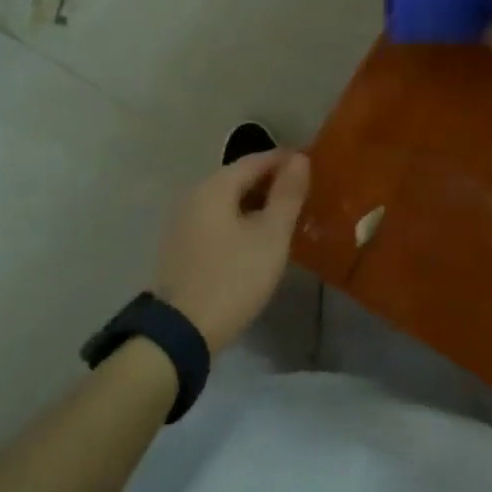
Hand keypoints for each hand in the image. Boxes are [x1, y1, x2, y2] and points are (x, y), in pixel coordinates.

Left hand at [155, 150, 309, 350]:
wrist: (181, 331)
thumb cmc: (233, 278)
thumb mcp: (271, 236)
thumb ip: (287, 195)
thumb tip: (299, 160)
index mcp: (214, 187)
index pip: (255, 160)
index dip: (284, 160)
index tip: (310, 165)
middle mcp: (194, 196)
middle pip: (238, 178)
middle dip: (270, 181)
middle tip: (302, 192)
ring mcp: (183, 222)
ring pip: (226, 201)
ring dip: (255, 202)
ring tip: (285, 215)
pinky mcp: (181, 247)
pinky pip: (216, 220)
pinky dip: (239, 220)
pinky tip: (256, 237)